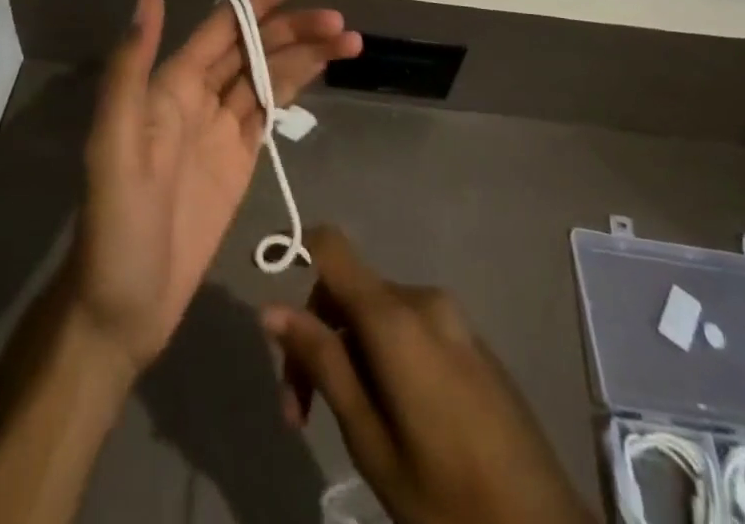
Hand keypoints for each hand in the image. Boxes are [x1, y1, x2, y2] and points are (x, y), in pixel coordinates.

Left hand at [67, 0, 360, 371]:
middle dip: (295, 30)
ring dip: (305, 56)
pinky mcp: (238, 162)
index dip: (259, 1)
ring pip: (268, 76)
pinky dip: (296, 88)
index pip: (223, 27)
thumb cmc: (116, 226)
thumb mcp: (114, 143)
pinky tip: (320, 73)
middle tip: (340, 25)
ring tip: (349, 42)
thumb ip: (131, 67)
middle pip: (254, 49)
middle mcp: (197, 97)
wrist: (122, 310)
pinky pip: (269, 111)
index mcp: (170, 86)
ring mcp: (220, 130)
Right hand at [263, 227, 595, 523]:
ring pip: (378, 313)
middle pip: (350, 291)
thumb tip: (272, 309)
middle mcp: (423, 299)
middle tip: (301, 417)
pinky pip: (411, 327)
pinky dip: (385, 356)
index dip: (295, 258)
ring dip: (351, 353)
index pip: (331, 247)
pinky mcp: (471, 340)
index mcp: (396, 316)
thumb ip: (323, 364)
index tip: (276, 322)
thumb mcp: (371, 439)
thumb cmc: (447, 498)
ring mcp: (453, 317)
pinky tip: (392, 416)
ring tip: (348, 425)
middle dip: (319, 339)